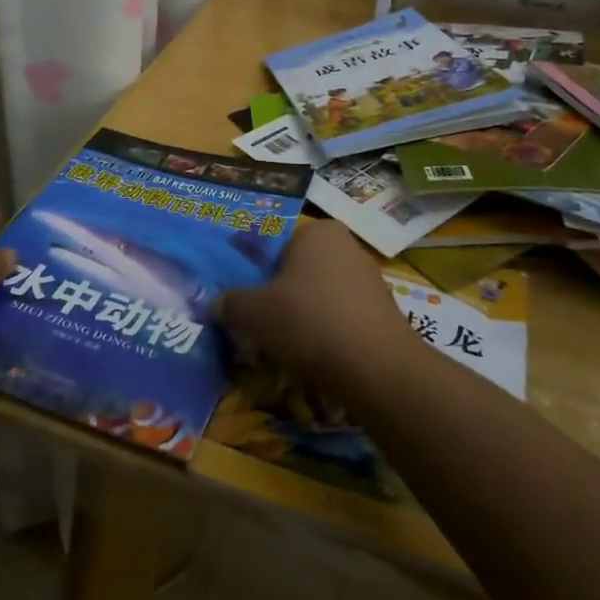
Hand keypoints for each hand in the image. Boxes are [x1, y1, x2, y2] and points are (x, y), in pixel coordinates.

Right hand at [216, 218, 421, 391]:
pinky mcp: (383, 313)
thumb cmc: (308, 321)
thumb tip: (216, 304)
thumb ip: (230, 303)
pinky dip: (325, 334)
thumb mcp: (253, 312)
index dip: (254, 275)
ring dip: (300, 319)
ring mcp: (370, 280)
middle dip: (277, 299)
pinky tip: (314, 360)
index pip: (273, 247)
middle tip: (258, 328)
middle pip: (296, 272)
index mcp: (316, 232)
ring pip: (318, 297)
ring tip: (284, 350)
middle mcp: (346, 246)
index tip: (244, 303)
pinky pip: (340, 318)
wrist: (376, 368)